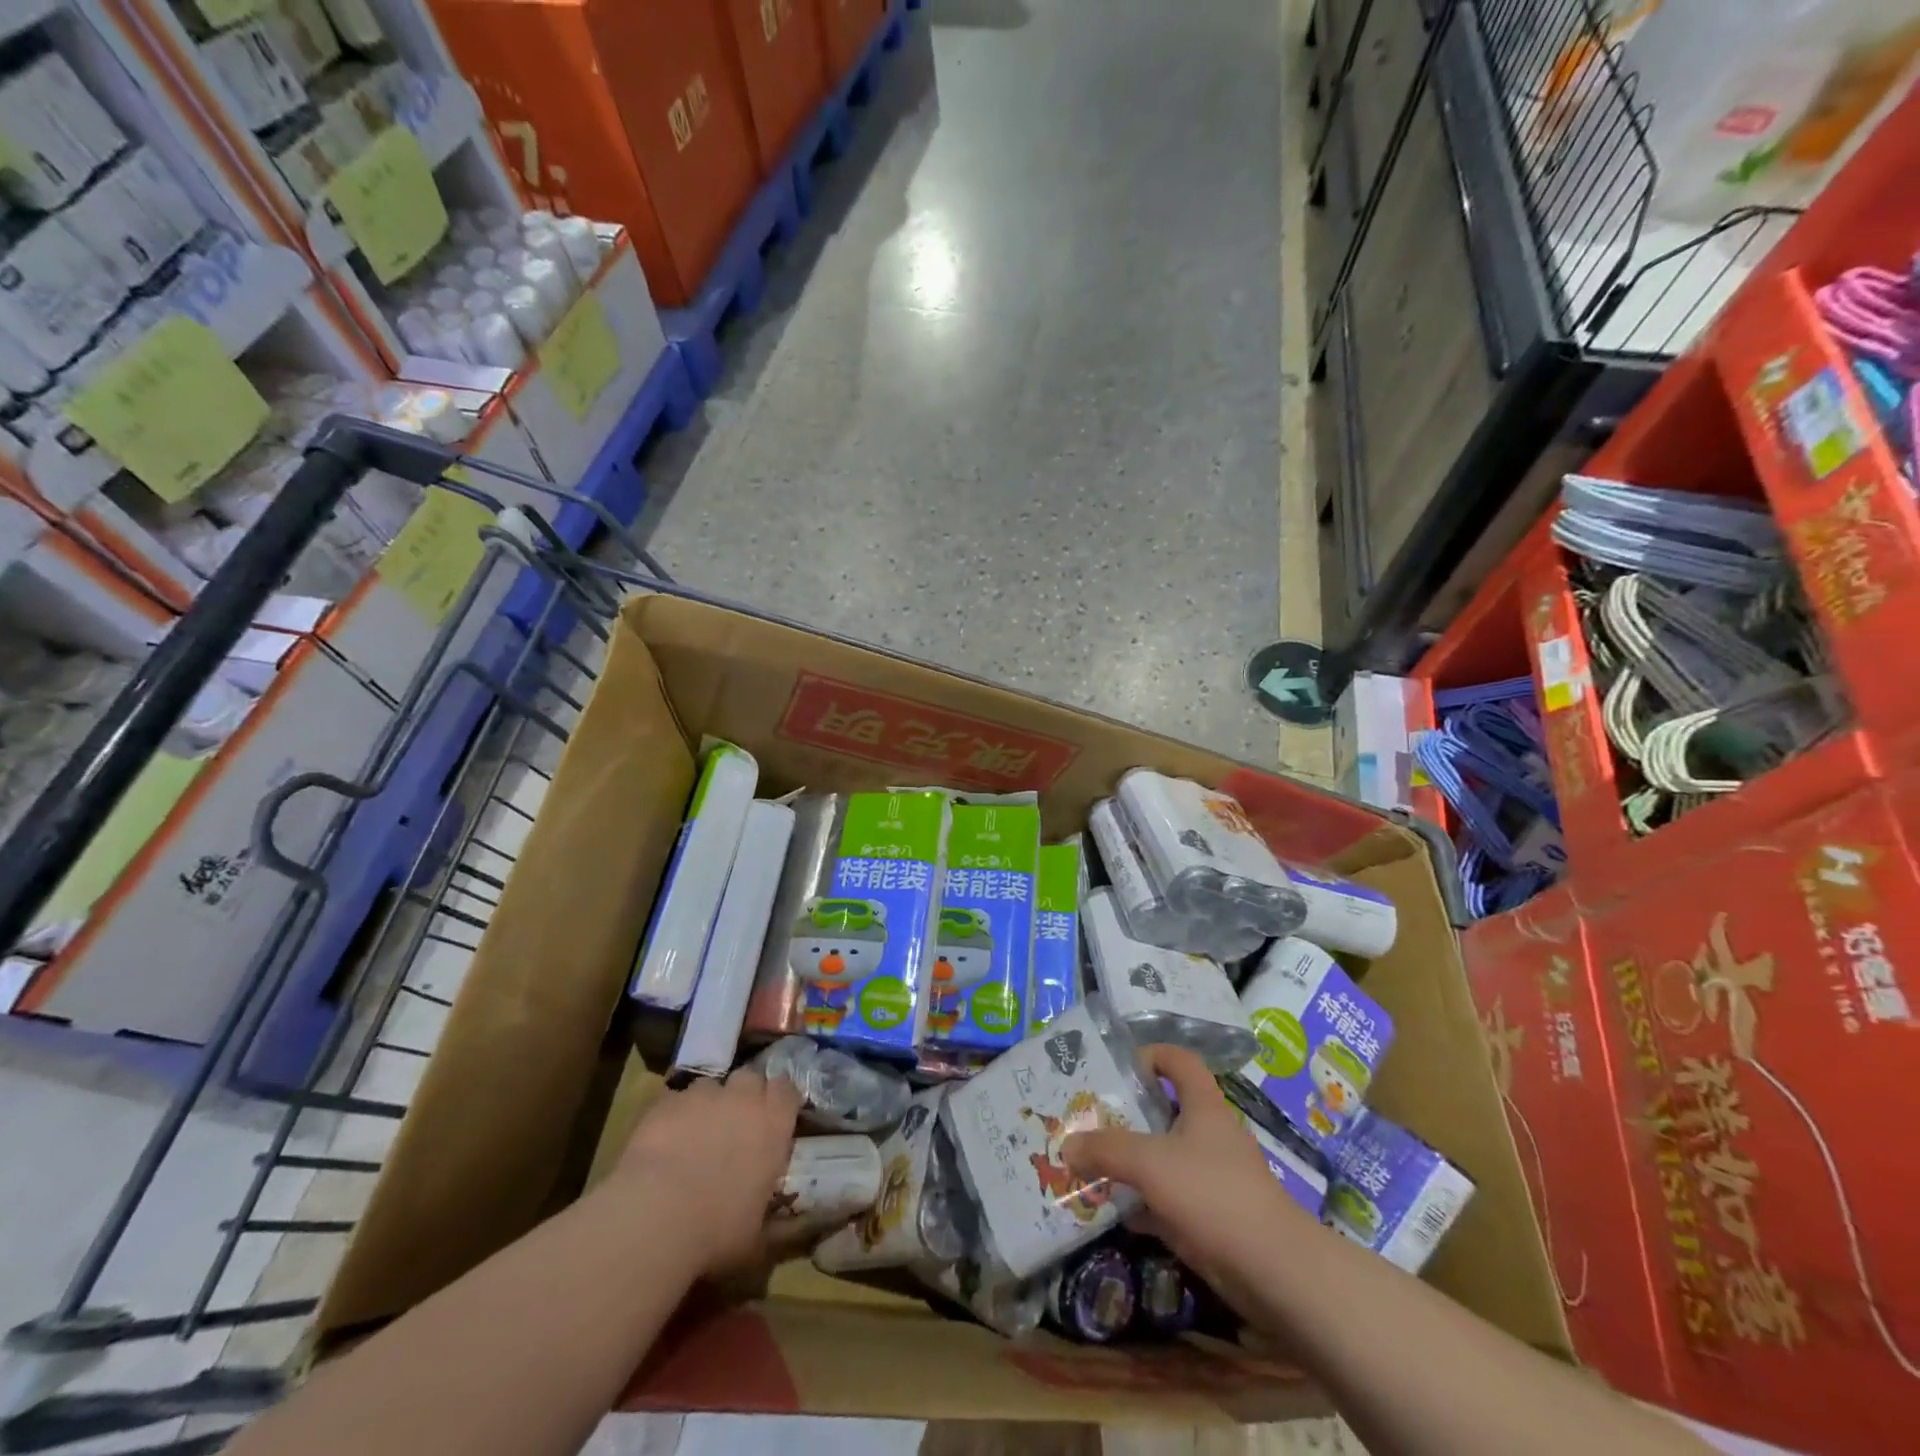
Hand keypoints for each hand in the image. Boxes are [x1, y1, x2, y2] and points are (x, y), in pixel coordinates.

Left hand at [607, 1069, 803, 1277]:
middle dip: (744, 1096)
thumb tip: (776, 1226)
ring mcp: (702, 1096)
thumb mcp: (756, 1236)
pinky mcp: (665, 1103)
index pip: (787, 1090)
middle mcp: (743, 1098)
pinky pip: (675, 1102)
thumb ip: (768, 1215)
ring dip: (708, 1106)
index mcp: (774, 1123)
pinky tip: (663, 1145)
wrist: (655, 1217)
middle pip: (750, 1079)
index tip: (774, 1119)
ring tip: (695, 1136)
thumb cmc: (717, 1231)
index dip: (780, 1101)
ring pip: (710, 1088)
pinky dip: (673, 1117)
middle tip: (735, 1125)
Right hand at [1063, 1044, 1320, 1318]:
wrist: (1273, 1271)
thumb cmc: (1212, 1194)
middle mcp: (1208, 1135)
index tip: (1115, 1069)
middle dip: (1125, 1114)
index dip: (1150, 1055)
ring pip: (1162, 1158)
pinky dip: (1140, 1203)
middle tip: (1087, 1119)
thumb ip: (1106, 1150)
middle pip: (1163, 1110)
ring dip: (1129, 1161)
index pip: (1179, 1060)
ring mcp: (1210, 1178)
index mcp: (1203, 1106)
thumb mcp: (1150, 1163)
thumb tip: (1067, 1144)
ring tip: (1088, 1162)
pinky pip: (1165, 1200)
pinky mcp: (1208, 1218)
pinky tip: (1110, 1211)